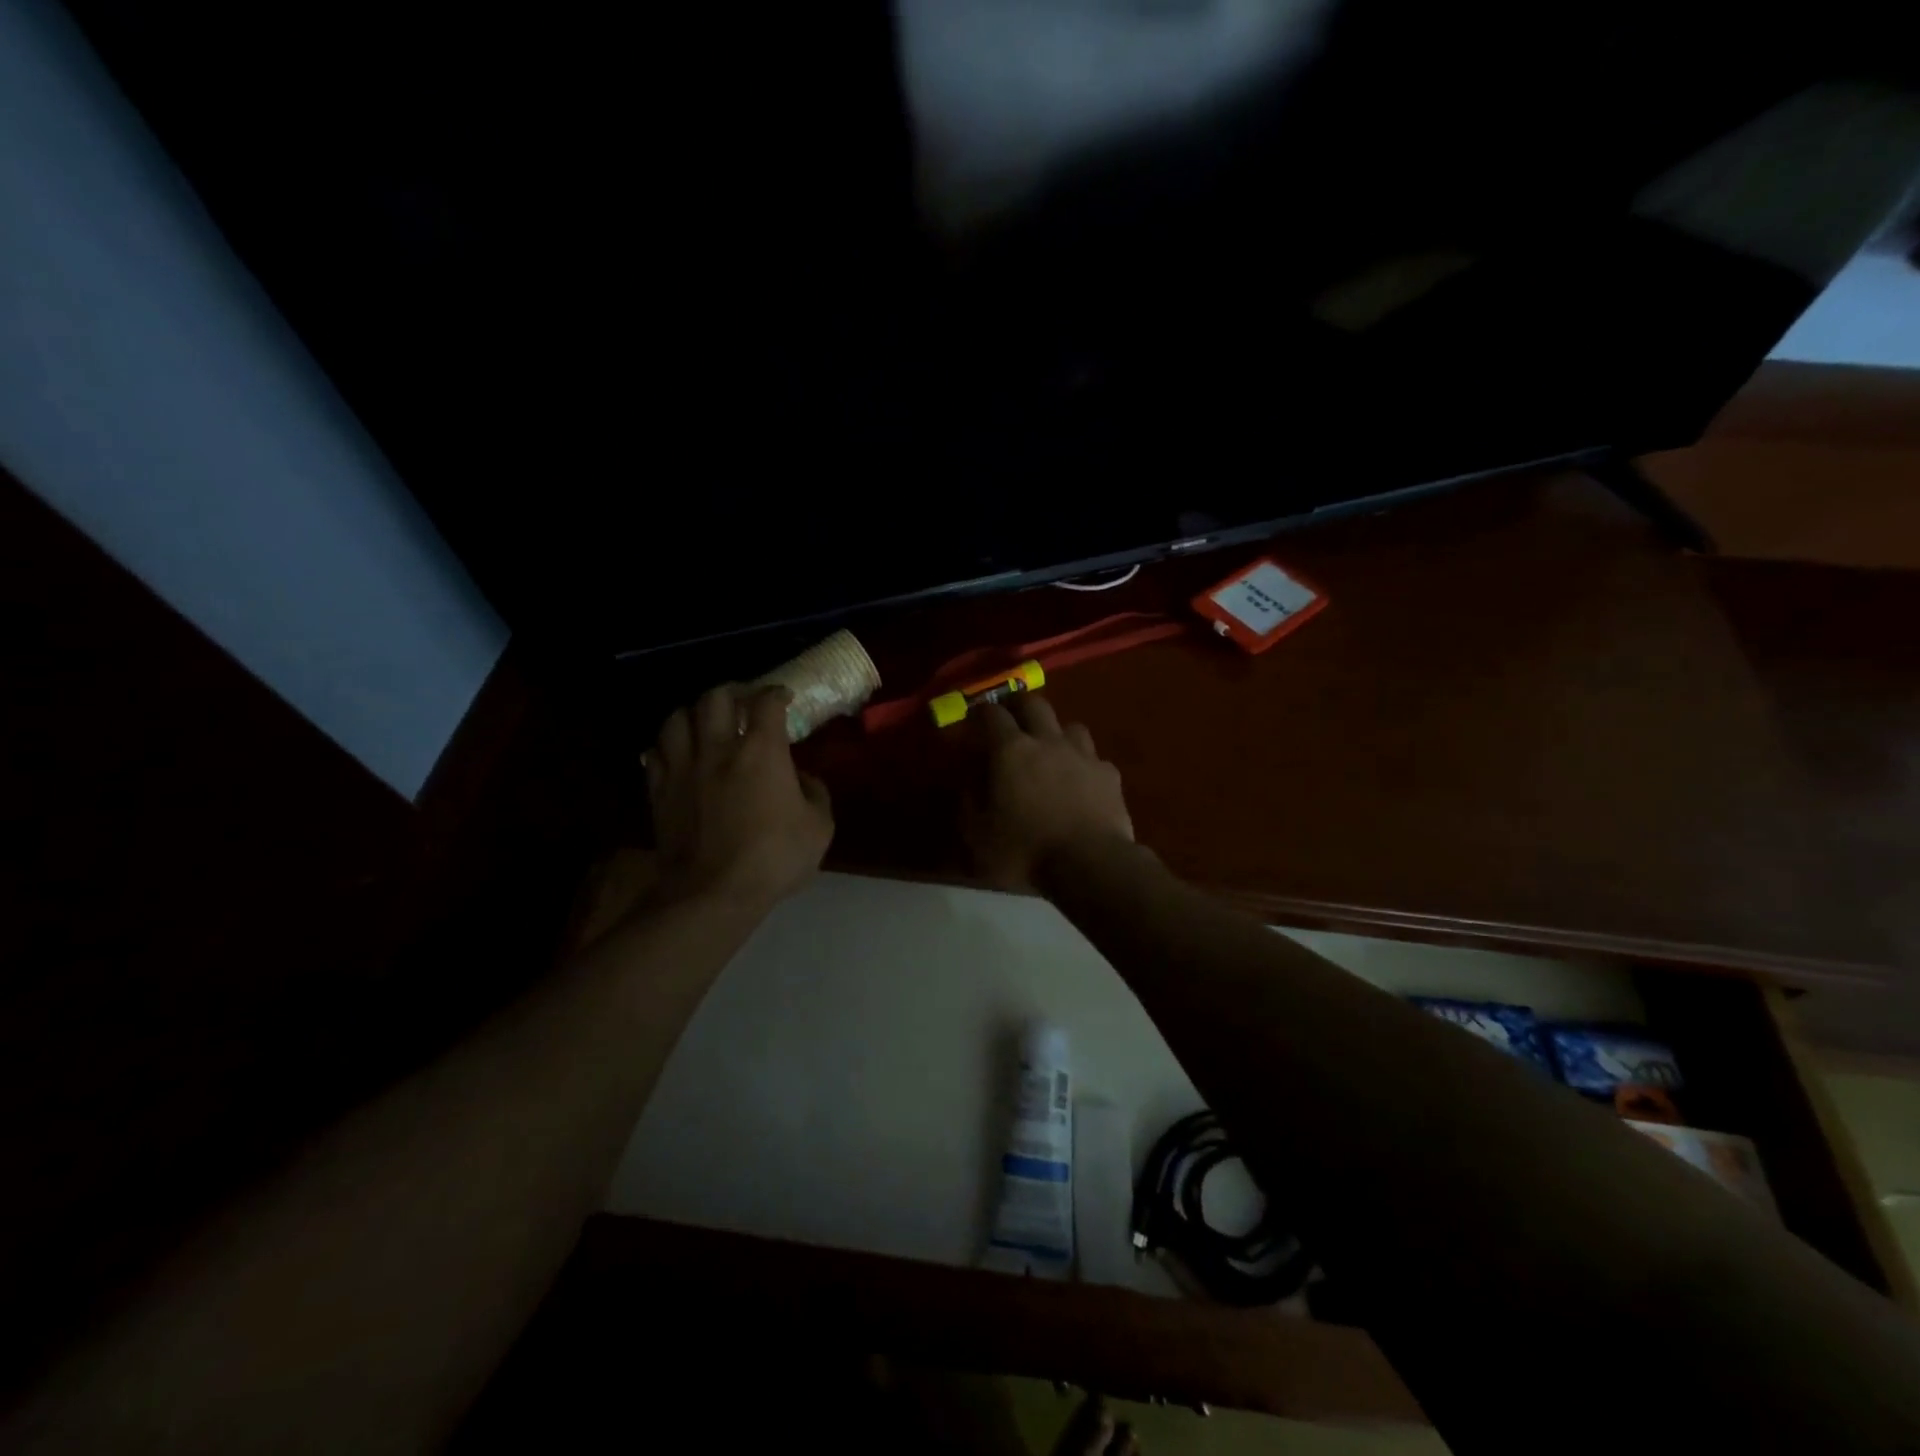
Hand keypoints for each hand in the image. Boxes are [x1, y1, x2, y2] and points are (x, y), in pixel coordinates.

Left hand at [645, 685, 833, 912]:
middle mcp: (718, 749)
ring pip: (676, 718)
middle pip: (715, 697)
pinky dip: (667, 746)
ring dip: (693, 714)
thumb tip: (802, 778)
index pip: (766, 703)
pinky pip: (654, 753)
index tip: (783, 697)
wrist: (713, 893)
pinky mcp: (659, 791)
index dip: (776, 693)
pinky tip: (677, 754)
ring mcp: (683, 768)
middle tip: (742, 703)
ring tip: (704, 723)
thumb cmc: (774, 858)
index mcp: (761, 751)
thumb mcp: (819, 828)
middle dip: (732, 692)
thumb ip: (815, 794)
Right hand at [966, 696, 1133, 891]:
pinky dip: (1085, 764)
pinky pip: (1094, 758)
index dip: (981, 713)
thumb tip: (969, 782)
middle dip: (1020, 706)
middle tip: (1012, 719)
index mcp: (1011, 751)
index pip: (992, 714)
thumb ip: (970, 802)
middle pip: (1034, 704)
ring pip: (1070, 726)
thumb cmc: (1026, 851)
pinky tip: (1082, 781)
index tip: (975, 719)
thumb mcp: (979, 835)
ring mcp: (1083, 755)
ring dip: (1057, 733)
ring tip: (1051, 750)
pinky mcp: (1109, 774)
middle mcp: (1048, 741)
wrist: (1090, 865)